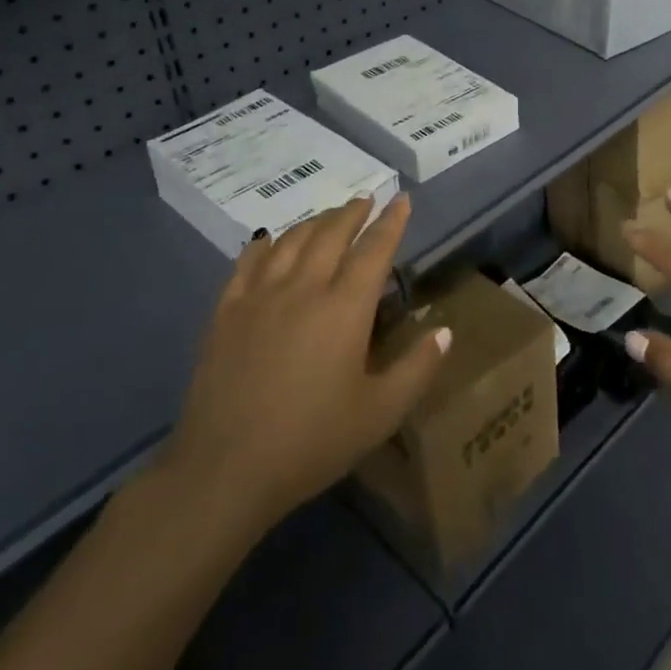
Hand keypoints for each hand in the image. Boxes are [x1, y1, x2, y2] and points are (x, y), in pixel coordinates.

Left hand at [157, 194, 448, 538]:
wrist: (225, 469)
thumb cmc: (311, 442)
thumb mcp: (379, 414)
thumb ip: (417, 368)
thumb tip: (445, 331)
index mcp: (345, 308)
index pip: (374, 249)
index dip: (391, 222)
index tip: (402, 200)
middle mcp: (303, 288)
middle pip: (331, 234)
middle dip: (353, 212)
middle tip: (366, 199)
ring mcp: (259, 296)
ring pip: (291, 240)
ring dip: (315, 222)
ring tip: (328, 217)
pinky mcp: (226, 312)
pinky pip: (248, 262)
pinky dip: (265, 244)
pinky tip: (269, 240)